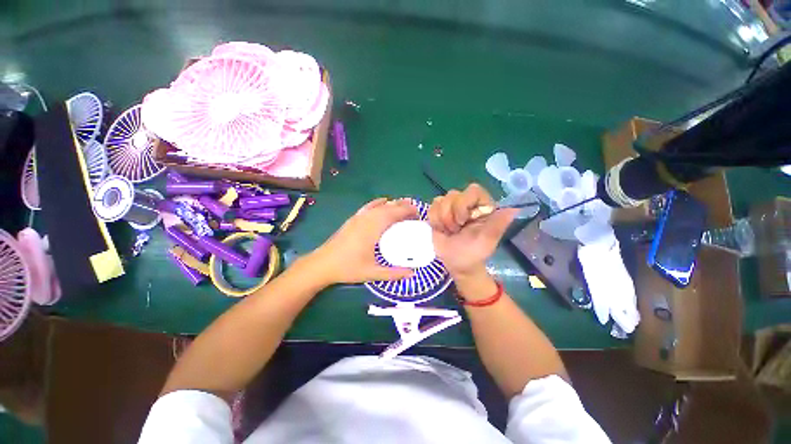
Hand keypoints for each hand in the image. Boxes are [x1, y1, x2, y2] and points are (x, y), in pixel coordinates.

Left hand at [306, 198, 417, 285]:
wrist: (322, 264)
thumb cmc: (348, 268)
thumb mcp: (372, 273)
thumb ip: (394, 273)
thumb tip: (413, 274)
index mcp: (374, 228)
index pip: (395, 213)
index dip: (408, 211)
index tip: (419, 214)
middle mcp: (368, 218)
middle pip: (389, 206)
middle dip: (404, 206)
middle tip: (415, 211)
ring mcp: (359, 217)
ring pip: (380, 205)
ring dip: (393, 204)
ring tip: (404, 206)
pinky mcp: (353, 218)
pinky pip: (369, 206)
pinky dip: (379, 202)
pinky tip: (384, 202)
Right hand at [428, 184, 516, 279]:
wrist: (456, 264)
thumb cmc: (473, 253)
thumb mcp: (486, 241)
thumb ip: (498, 224)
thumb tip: (515, 208)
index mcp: (482, 207)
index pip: (473, 190)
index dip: (463, 203)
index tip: (462, 221)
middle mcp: (467, 204)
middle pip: (453, 194)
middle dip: (451, 215)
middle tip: (456, 230)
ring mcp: (451, 207)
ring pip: (440, 200)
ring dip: (442, 219)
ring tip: (449, 231)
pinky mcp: (438, 212)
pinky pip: (432, 207)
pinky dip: (434, 220)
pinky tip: (440, 229)